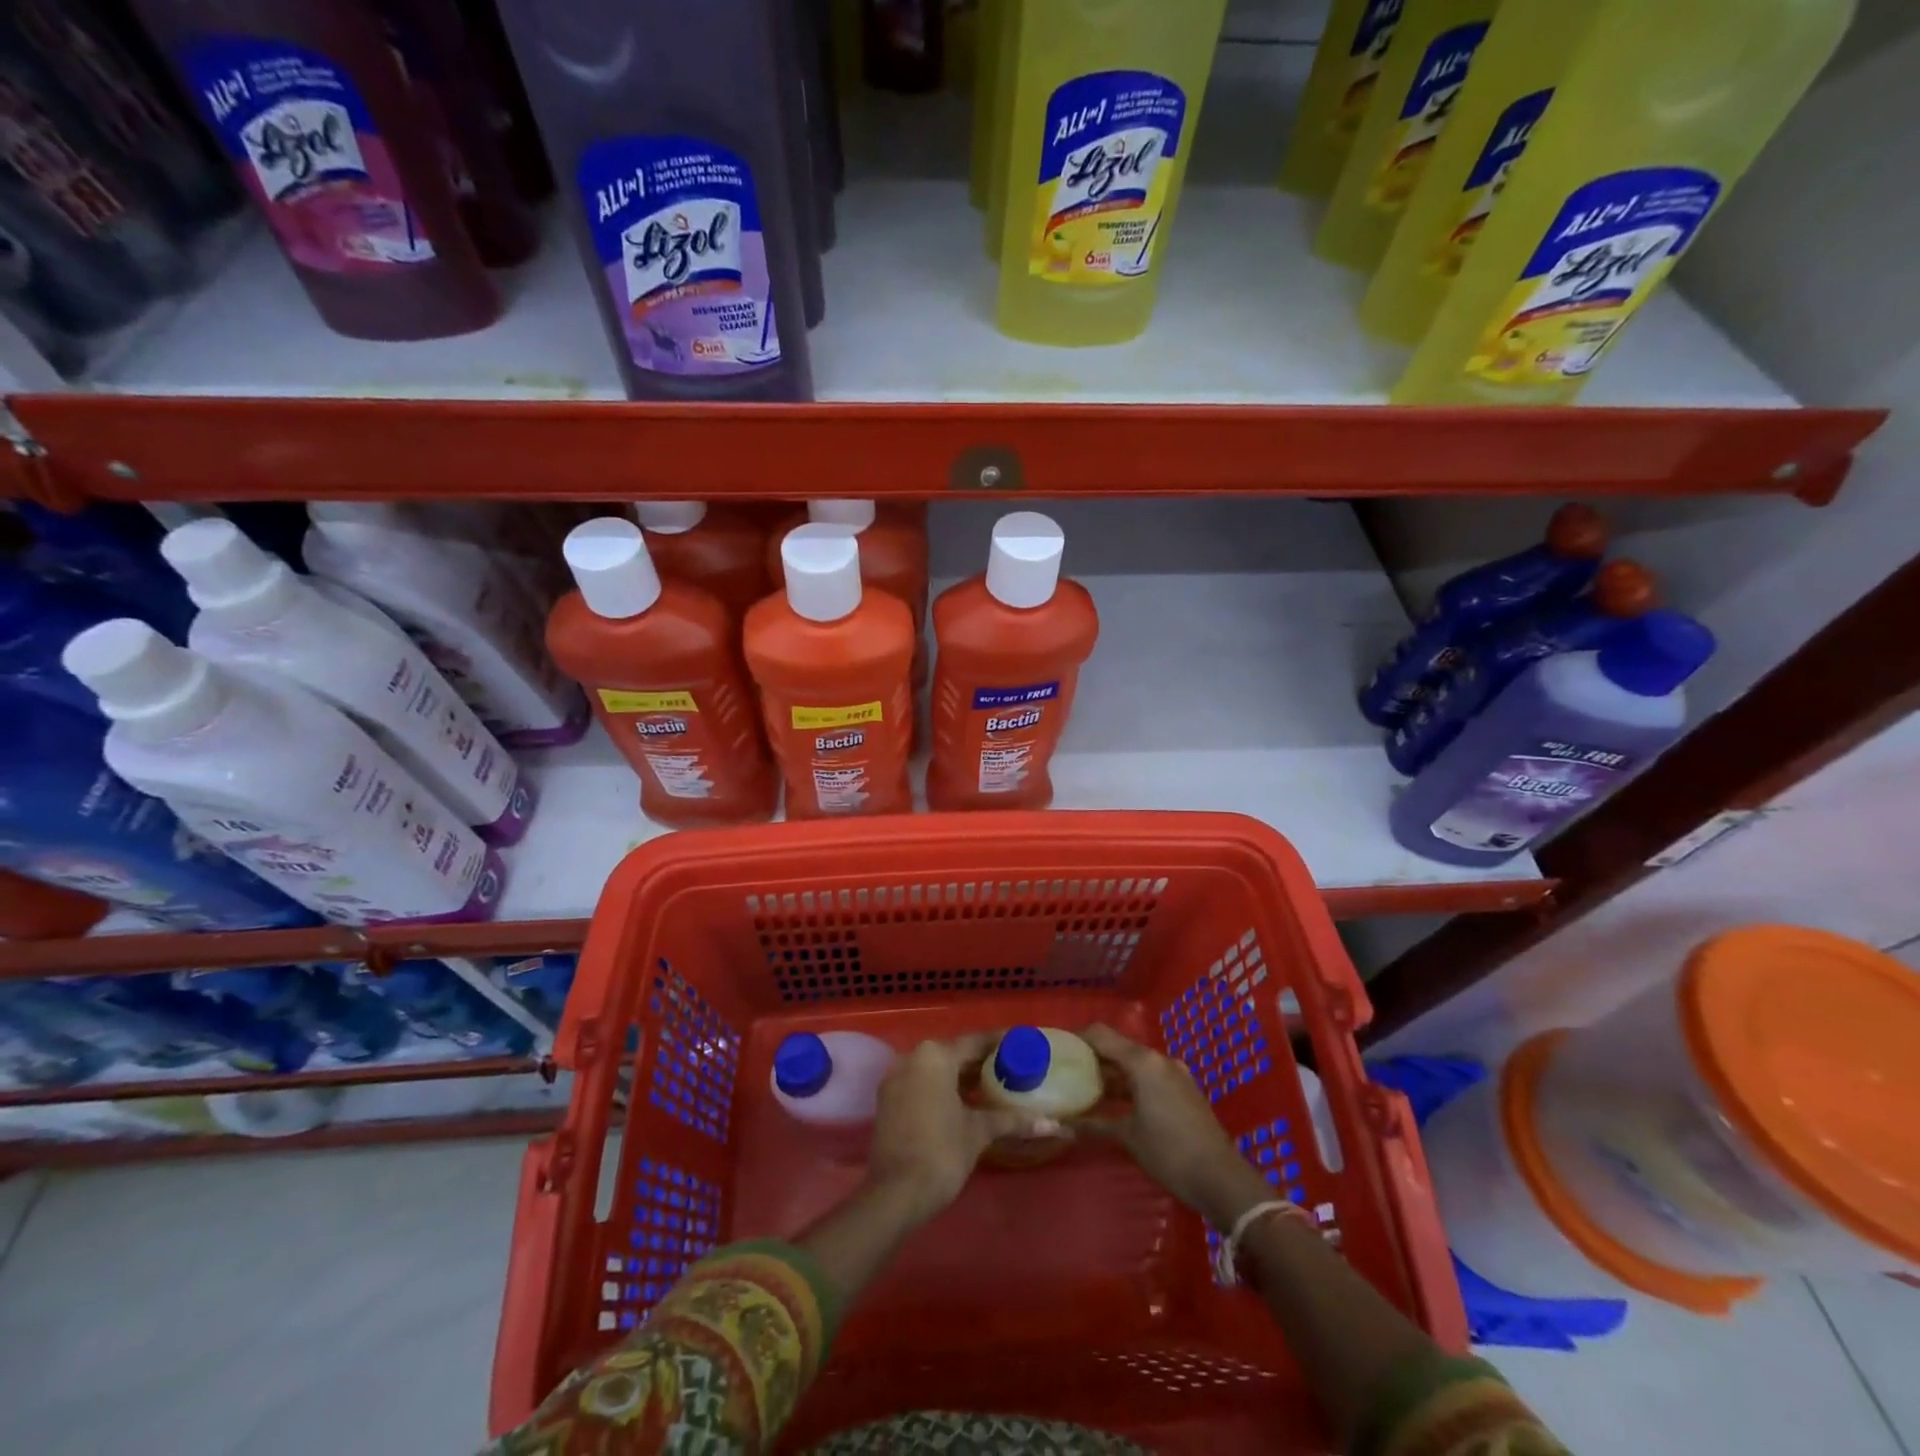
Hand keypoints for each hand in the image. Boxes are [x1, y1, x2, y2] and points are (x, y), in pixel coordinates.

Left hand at [864, 1033, 1056, 1222]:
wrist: (895, 1193)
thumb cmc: (942, 1153)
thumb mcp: (979, 1132)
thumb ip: (1013, 1121)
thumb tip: (1054, 1125)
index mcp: (936, 1056)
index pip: (975, 1042)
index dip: (999, 1043)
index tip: (1020, 1044)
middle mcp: (913, 1057)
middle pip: (953, 1053)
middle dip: (980, 1061)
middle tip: (1009, 1068)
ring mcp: (896, 1077)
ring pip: (935, 1069)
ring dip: (960, 1076)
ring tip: (990, 1086)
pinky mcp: (887, 1099)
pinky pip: (920, 1083)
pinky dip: (941, 1087)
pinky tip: (961, 1103)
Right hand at [1079, 1024, 1271, 1230]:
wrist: (1222, 1179)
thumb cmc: (1169, 1152)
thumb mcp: (1128, 1136)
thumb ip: (1095, 1123)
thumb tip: (1062, 1124)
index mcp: (1143, 1062)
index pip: (1101, 1035)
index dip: (1078, 1038)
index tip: (1057, 1048)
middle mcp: (1159, 1059)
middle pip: (1118, 1047)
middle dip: (1093, 1058)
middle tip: (1067, 1071)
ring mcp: (1175, 1074)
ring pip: (1135, 1063)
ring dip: (1112, 1073)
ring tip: (1086, 1088)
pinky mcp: (1184, 1090)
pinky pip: (1149, 1077)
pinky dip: (1130, 1084)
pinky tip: (1115, 1102)